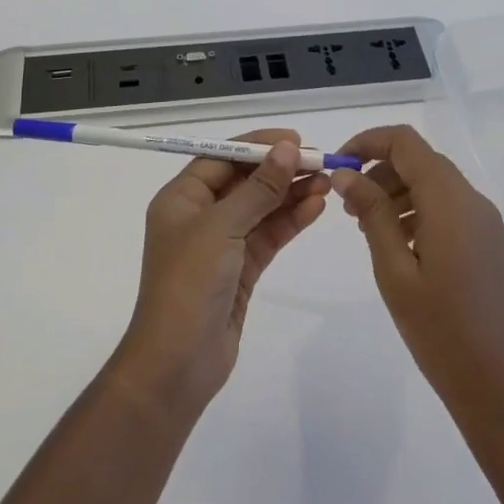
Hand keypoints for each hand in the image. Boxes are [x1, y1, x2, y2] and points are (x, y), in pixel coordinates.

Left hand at [109, 131, 327, 421]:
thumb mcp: (222, 227)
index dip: (258, 146)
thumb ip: (258, 188)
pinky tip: (316, 207)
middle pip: (244, 181)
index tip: (295, 139)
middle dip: (279, 170)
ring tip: (327, 182)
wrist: (177, 364)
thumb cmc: (189, 283)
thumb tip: (288, 149)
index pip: (222, 157)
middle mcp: (199, 216)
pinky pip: (268, 236)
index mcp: (181, 198)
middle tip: (319, 160)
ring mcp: (220, 244)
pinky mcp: (240, 270)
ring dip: (290, 194)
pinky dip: (290, 221)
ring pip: (260, 208)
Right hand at [332, 126, 503, 442]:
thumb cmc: (441, 331)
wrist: (503, 389)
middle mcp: (471, 200)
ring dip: (395, 191)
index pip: (405, 141)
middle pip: (419, 159)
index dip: (367, 142)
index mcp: (450, 200)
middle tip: (347, 207)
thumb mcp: (394, 270)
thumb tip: (346, 174)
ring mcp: (484, 222)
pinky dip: (416, 209)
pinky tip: (396, 244)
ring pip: (432, 182)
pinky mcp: (487, 242)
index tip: (337, 166)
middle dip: (378, 170)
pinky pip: (446, 207)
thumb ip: (371, 213)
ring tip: (365, 228)